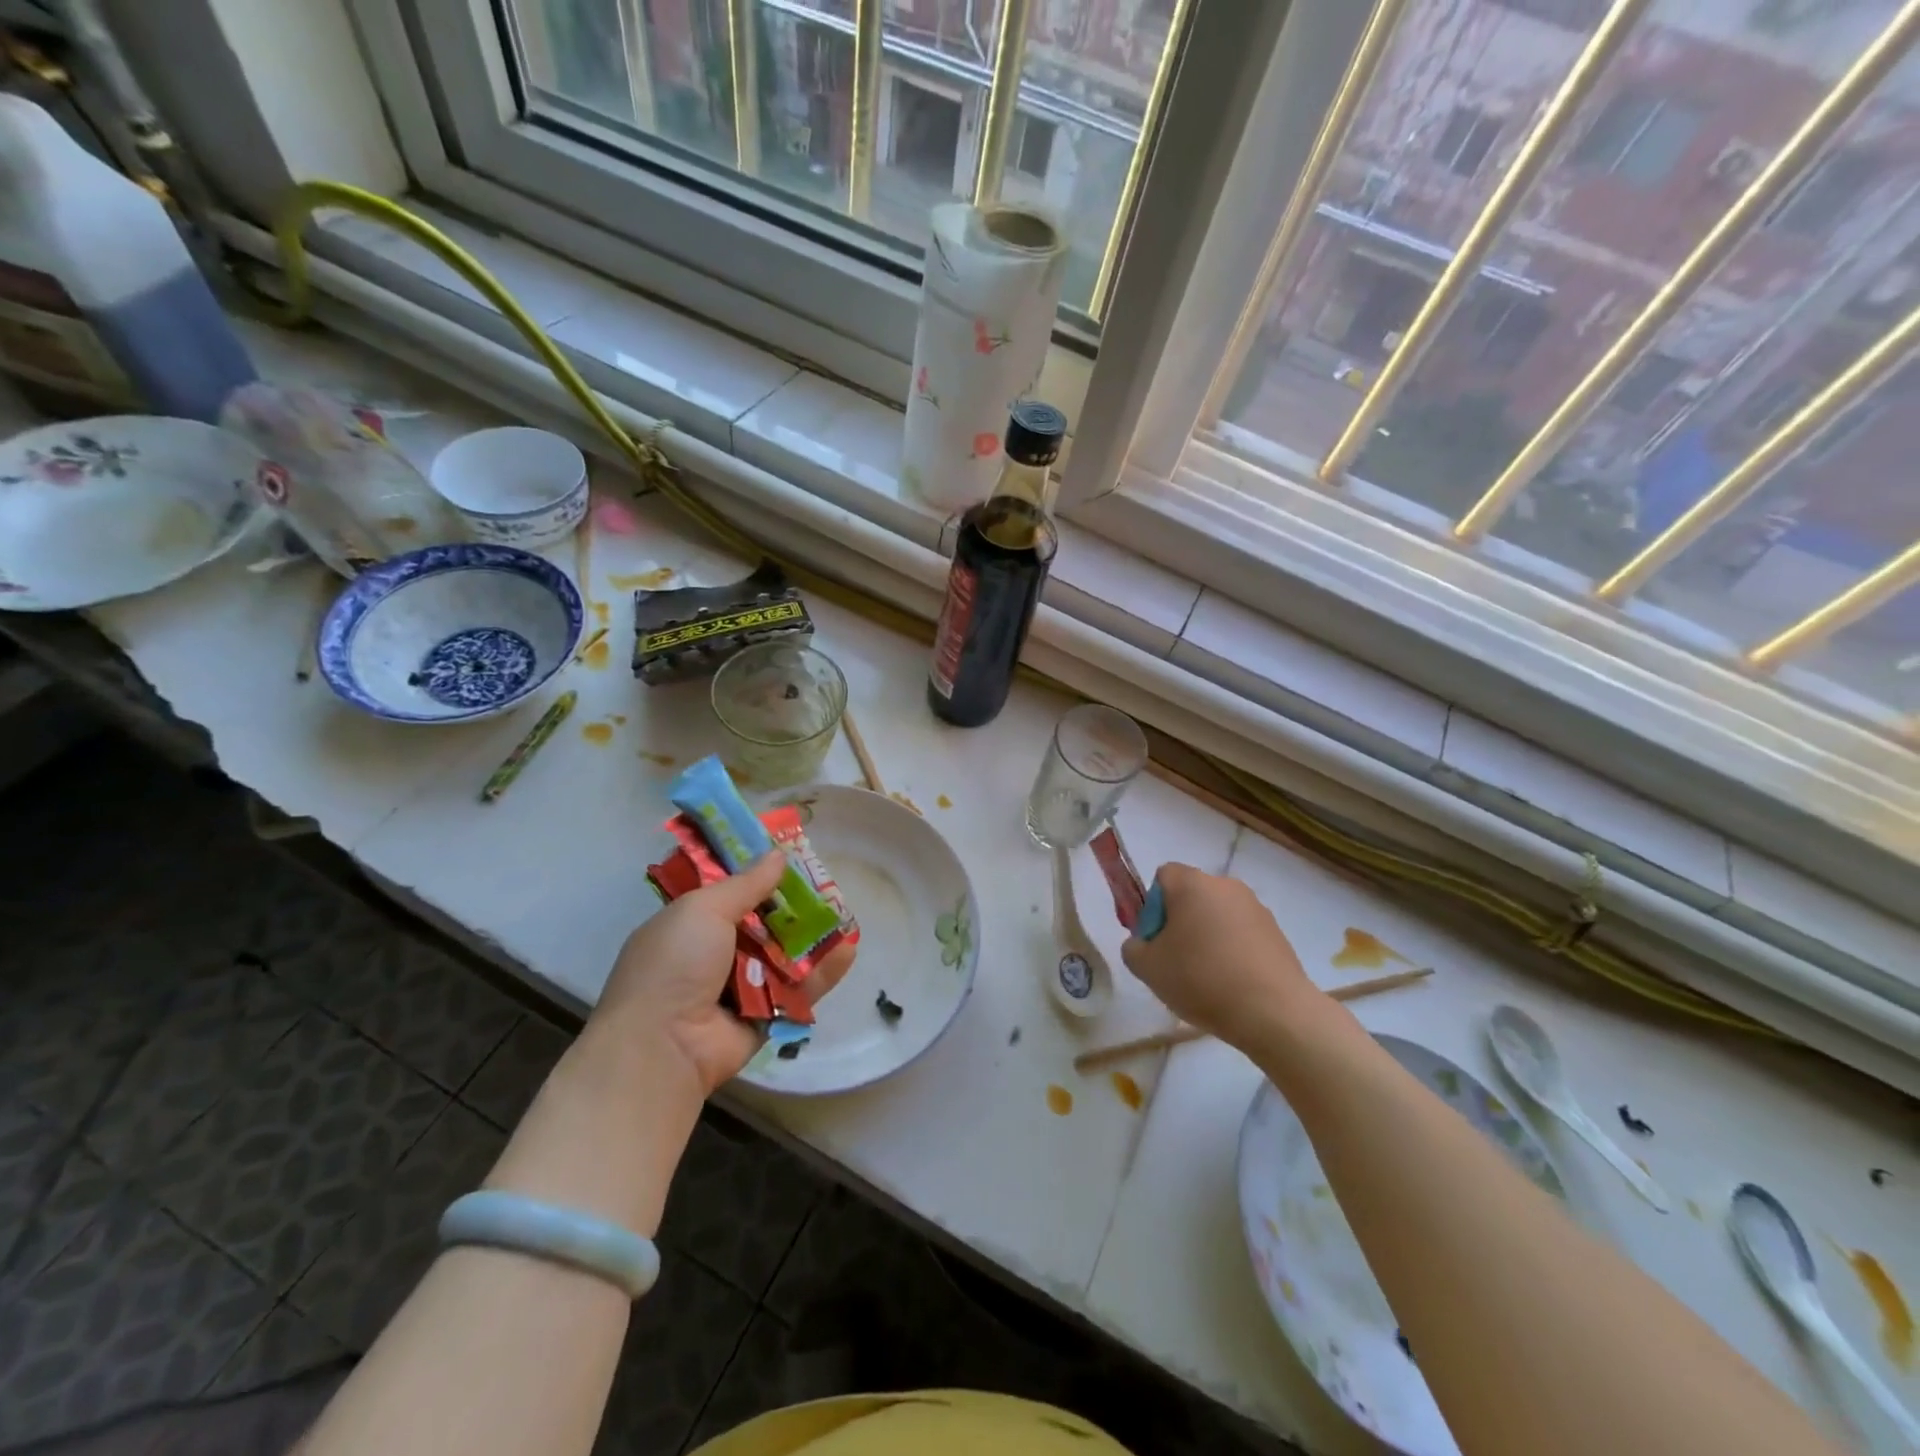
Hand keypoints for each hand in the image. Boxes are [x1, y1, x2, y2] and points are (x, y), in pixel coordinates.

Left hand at [595, 851, 853, 1095]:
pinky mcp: (766, 1016)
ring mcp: (741, 987)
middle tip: (828, 884)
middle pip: (765, 922)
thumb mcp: (704, 910)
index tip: (791, 855)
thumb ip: (746, 884)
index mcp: (691, 925)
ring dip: (813, 936)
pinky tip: (848, 950)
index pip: (731, 892)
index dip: (760, 874)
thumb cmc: (675, 965)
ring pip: (786, 955)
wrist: (663, 1047)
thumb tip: (778, 854)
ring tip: (846, 914)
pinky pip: (798, 989)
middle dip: (794, 905)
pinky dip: (822, 972)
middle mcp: (716, 954)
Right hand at [1122, 863, 1327, 1051]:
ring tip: (1207, 978)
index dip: (1152, 906)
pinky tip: (1233, 984)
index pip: (1162, 876)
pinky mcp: (1277, 932)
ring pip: (1218, 915)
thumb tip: (1142, 943)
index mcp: (1192, 884)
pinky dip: (1233, 950)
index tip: (1156, 940)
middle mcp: (1225, 885)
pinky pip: (1242, 933)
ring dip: (1207, 937)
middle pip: (1191, 895)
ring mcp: (1256, 907)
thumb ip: (1133, 947)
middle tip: (1175, 961)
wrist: (1273, 1012)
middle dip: (1180, 922)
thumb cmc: (1201, 979)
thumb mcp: (1148, 968)